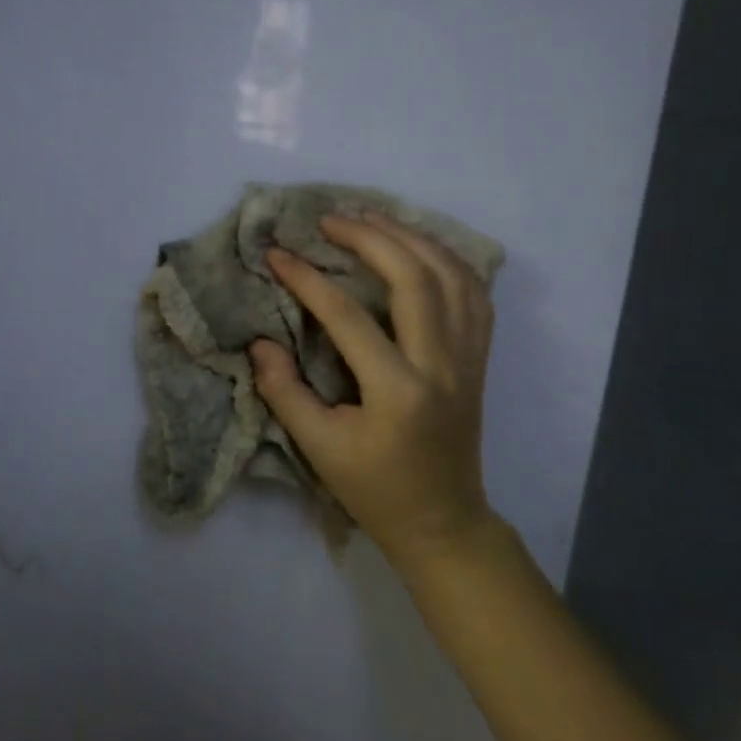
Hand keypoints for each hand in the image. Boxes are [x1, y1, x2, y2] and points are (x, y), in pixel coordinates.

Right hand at [250, 213, 495, 558]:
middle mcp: (442, 366)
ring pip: (454, 277)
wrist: (443, 522)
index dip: (309, 279)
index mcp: (398, 391)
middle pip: (416, 279)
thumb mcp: (318, 448)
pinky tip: (419, 247)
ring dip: (413, 238)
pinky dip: (448, 260)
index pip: (349, 317)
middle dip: (371, 238)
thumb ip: (284, 391)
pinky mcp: (479, 360)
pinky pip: (474, 295)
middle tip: (330, 219)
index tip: (277, 254)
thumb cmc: (374, 489)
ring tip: (372, 217)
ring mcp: (469, 360)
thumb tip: (261, 341)